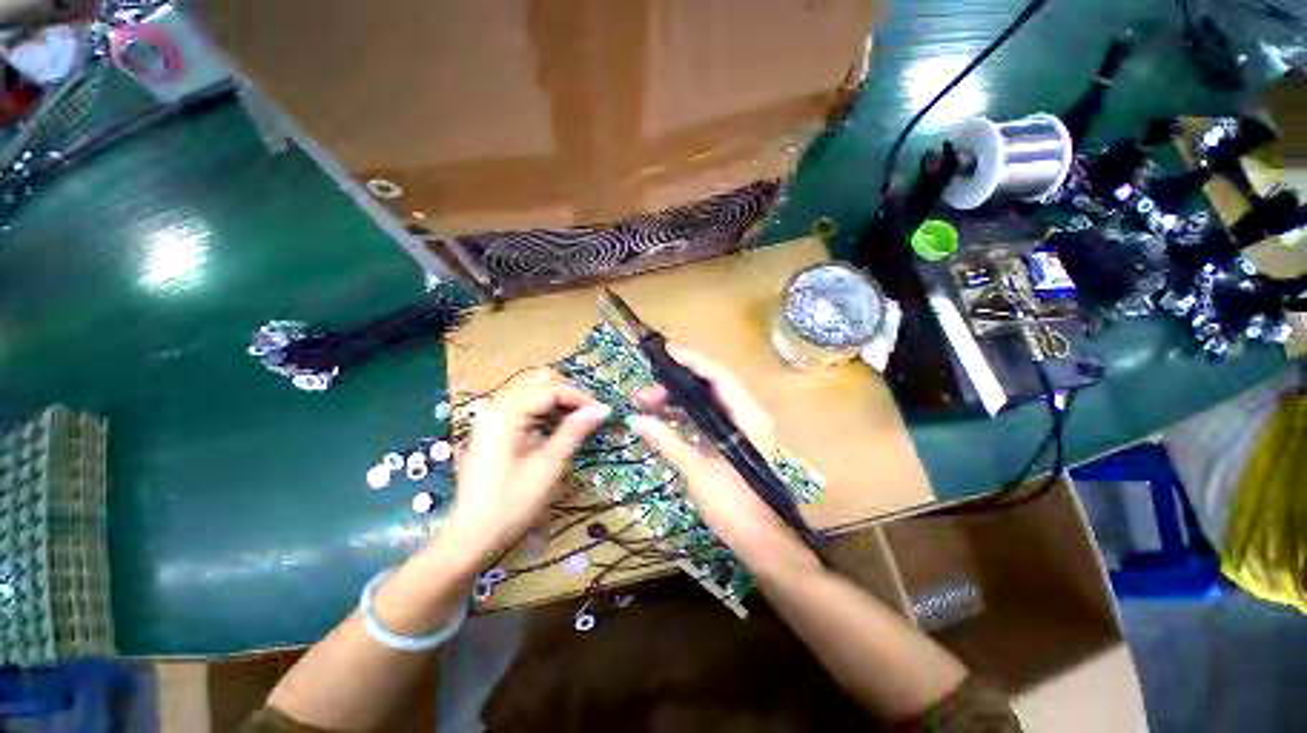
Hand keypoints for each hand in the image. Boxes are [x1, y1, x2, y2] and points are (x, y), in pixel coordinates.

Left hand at [442, 369, 609, 566]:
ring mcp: (490, 416)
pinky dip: (542, 408)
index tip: (601, 412)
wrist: (473, 534)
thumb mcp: (550, 464)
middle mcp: (496, 406)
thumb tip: (602, 409)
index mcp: (507, 414)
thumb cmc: (514, 501)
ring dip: (555, 399)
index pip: (551, 389)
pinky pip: (522, 404)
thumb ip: (575, 430)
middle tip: (587, 414)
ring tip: (575, 420)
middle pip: (538, 380)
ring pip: (530, 389)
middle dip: (566, 392)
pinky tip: (555, 426)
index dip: (580, 397)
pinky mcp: (491, 427)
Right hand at [628, 345, 815, 573]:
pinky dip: (686, 416)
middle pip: (710, 386)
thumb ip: (667, 442)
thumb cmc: (735, 507)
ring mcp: (741, 428)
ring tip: (647, 404)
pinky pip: (707, 418)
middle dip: (676, 384)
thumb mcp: (698, 472)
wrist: (763, 543)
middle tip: (645, 392)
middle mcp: (747, 415)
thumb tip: (635, 420)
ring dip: (678, 400)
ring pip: (707, 402)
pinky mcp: (733, 441)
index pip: (718, 376)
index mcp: (747, 416)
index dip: (692, 360)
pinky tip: (664, 419)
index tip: (666, 351)